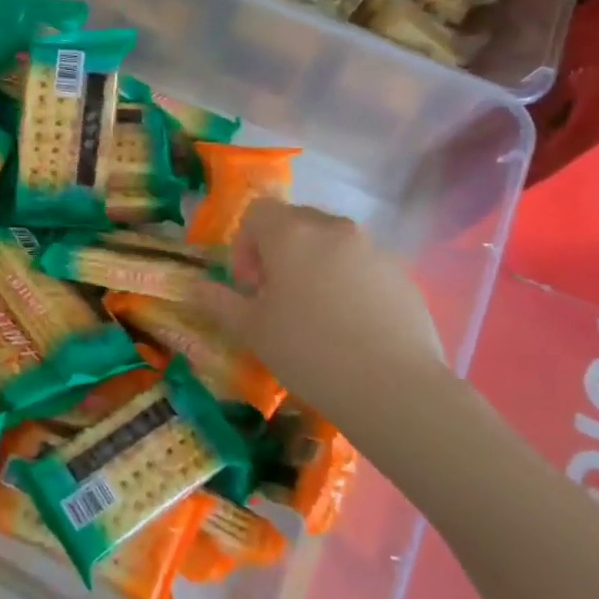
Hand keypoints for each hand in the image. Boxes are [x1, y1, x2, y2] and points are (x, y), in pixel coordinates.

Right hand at [195, 200, 446, 422]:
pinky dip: (349, 282)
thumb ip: (220, 302)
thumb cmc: (308, 350)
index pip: (258, 212)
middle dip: (279, 251)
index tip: (249, 285)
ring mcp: (373, 249)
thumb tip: (196, 287)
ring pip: (332, 243)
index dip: (244, 244)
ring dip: (315, 265)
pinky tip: (351, 326)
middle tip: (277, 297)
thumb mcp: (251, 330)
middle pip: (296, 222)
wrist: (392, 386)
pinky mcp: (401, 274)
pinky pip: (363, 265)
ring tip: (316, 313)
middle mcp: (333, 229)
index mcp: (291, 233)